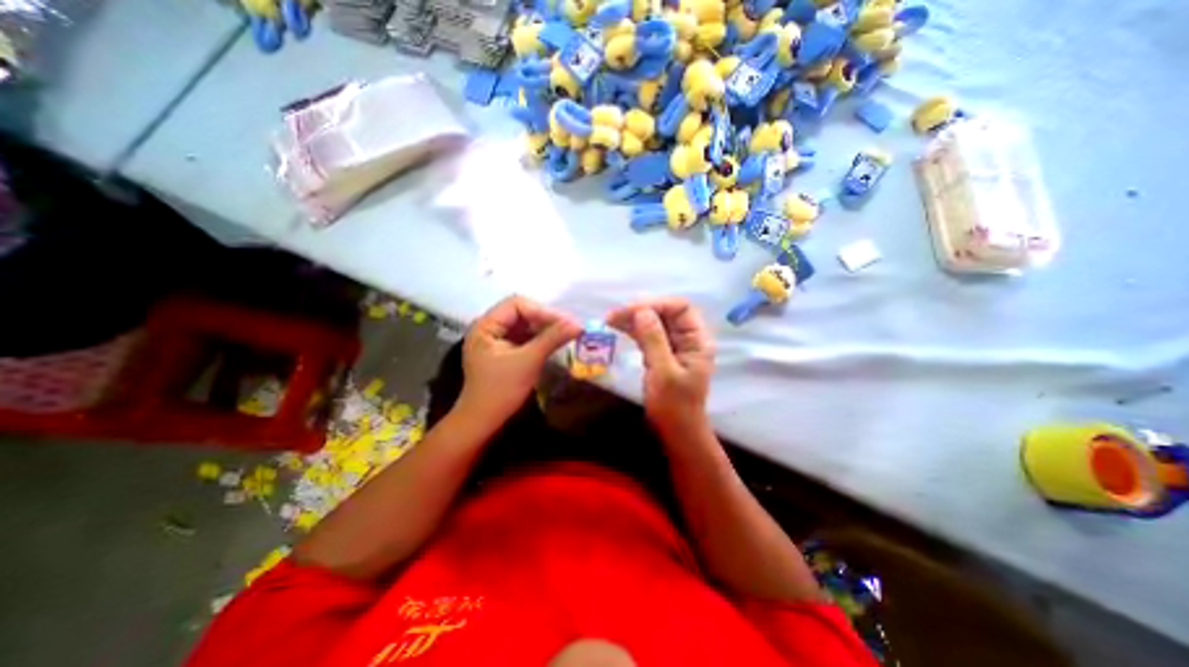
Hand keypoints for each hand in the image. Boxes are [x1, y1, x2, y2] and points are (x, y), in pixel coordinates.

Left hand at [457, 294, 584, 425]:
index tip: (565, 322)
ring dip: (545, 328)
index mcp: (486, 325)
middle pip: (521, 313)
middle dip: (546, 319)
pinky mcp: (504, 351)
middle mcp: (489, 327)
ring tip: (566, 334)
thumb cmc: (501, 390)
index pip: (517, 305)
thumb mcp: (528, 361)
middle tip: (570, 328)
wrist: (483, 421)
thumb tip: (578, 324)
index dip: (542, 311)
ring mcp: (496, 339)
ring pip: (525, 325)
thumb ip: (552, 339)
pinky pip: (524, 337)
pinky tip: (554, 342)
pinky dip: (540, 338)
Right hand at [607, 293, 707, 431]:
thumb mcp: (664, 373)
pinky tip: (617, 327)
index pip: (680, 307)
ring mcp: (673, 345)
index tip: (631, 311)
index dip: (657, 304)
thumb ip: (654, 340)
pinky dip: (632, 330)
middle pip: (665, 312)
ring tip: (610, 319)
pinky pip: (647, 334)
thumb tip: (642, 311)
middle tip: (614, 315)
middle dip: (640, 310)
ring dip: (633, 318)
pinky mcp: (660, 353)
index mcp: (697, 340)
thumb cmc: (674, 406)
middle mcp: (687, 338)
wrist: (676, 431)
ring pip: (653, 322)